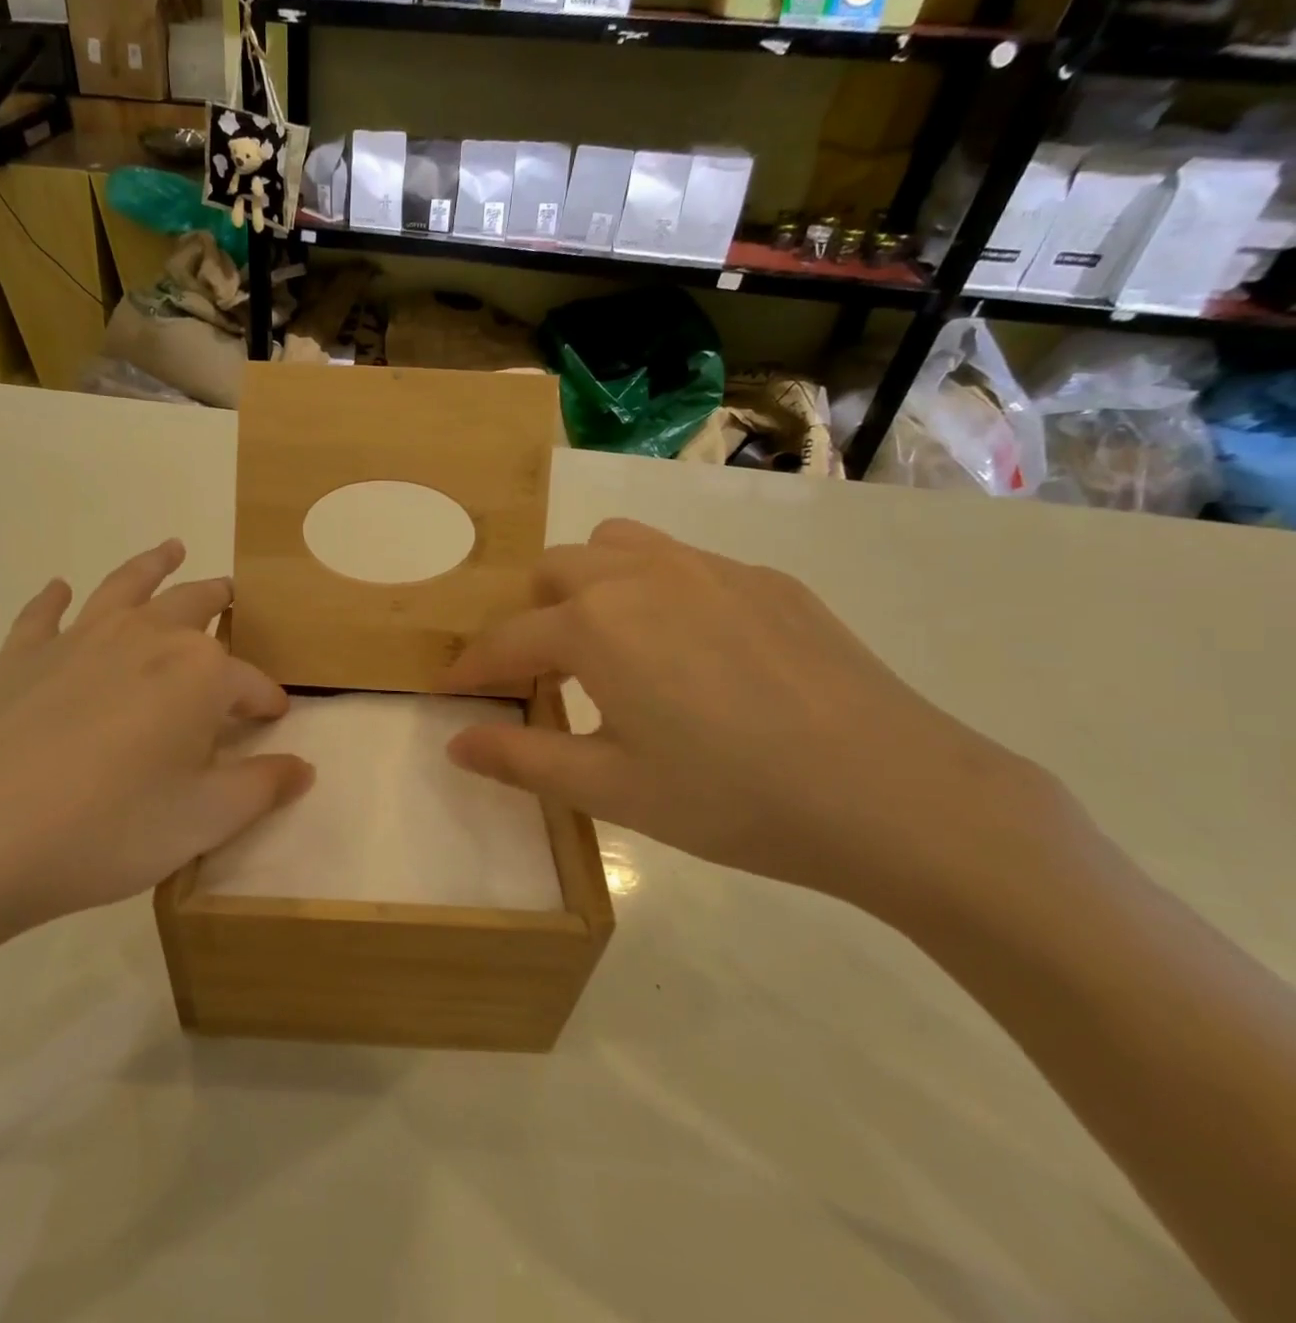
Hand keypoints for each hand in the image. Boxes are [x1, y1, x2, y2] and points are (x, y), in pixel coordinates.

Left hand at [0, 540, 313, 991]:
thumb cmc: (104, 831)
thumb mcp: (202, 821)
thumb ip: (261, 788)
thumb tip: (303, 767)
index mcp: (197, 672)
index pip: (249, 682)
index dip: (267, 701)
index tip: (274, 720)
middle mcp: (144, 636)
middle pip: (195, 607)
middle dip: (221, 604)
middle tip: (234, 600)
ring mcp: (78, 638)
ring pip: (127, 585)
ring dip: (153, 564)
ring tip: (172, 548)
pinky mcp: (20, 654)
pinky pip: (45, 614)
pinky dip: (56, 598)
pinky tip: (59, 589)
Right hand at [446, 519, 1061, 919]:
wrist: (896, 795)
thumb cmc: (732, 799)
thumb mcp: (612, 791)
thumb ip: (522, 761)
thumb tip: (455, 743)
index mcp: (596, 625)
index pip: (505, 641)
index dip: (470, 669)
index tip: (449, 691)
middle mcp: (643, 575)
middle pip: (553, 573)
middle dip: (530, 620)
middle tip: (544, 679)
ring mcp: (710, 567)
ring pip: (616, 546)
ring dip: (590, 585)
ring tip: (610, 646)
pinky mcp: (766, 579)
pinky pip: (684, 562)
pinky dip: (656, 592)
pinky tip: (694, 653)